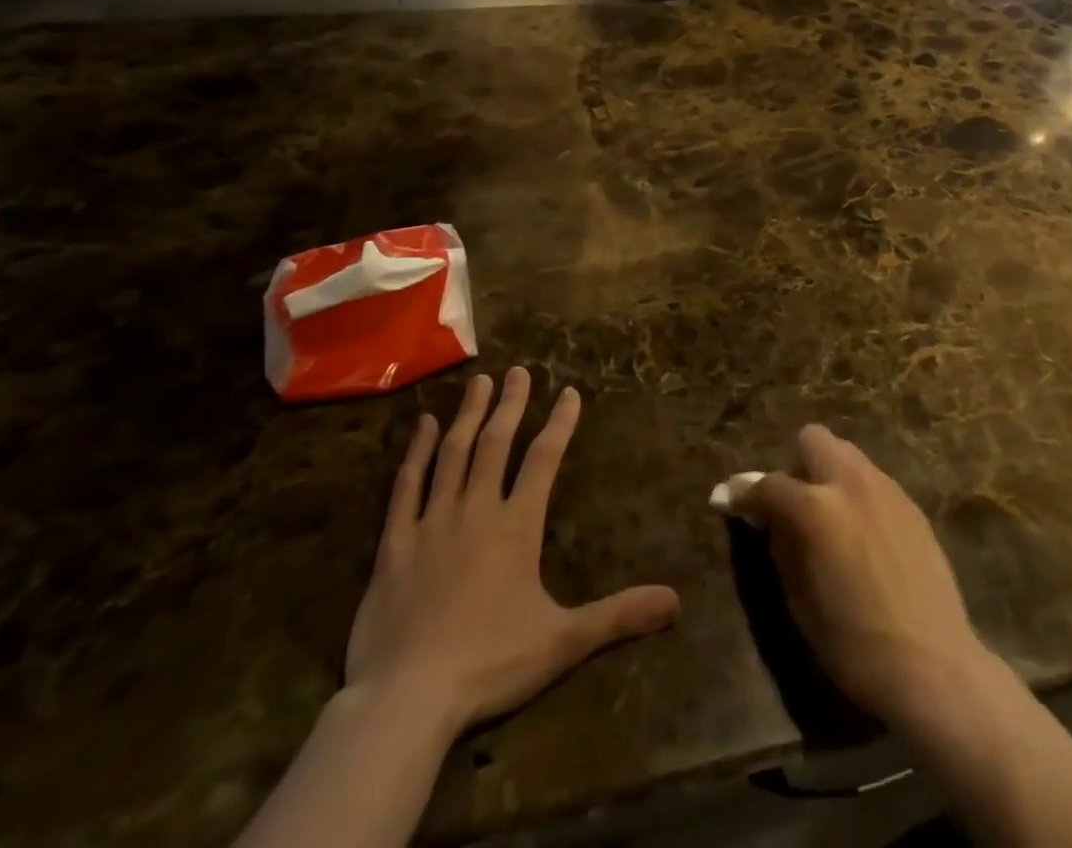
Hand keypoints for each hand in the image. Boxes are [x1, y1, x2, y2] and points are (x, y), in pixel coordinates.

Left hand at [345, 368, 679, 731]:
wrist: (406, 700)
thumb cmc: (489, 665)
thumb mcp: (563, 642)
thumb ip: (618, 616)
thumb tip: (675, 601)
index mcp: (516, 526)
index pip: (544, 459)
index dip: (559, 423)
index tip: (569, 392)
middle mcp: (476, 510)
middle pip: (496, 443)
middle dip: (510, 404)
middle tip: (518, 371)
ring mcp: (432, 522)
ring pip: (453, 454)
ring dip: (468, 415)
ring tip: (478, 382)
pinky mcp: (395, 543)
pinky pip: (407, 486)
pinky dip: (416, 452)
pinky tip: (424, 425)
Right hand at [733, 425, 991, 730]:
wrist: (934, 667)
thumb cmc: (854, 645)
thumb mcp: (799, 600)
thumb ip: (780, 546)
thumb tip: (765, 519)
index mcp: (816, 508)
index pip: (767, 484)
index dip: (743, 494)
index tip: (730, 502)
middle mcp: (850, 483)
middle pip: (813, 439)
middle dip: (796, 464)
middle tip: (794, 506)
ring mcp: (886, 489)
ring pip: (847, 454)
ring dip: (829, 476)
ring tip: (831, 520)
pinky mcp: (911, 505)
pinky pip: (874, 481)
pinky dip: (858, 495)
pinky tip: (864, 536)